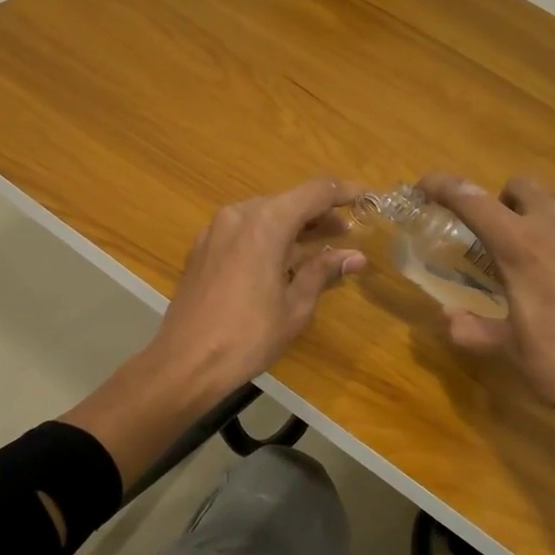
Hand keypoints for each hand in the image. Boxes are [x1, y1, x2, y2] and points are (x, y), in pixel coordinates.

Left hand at [151, 178, 367, 392]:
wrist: (186, 361)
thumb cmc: (248, 335)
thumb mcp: (295, 306)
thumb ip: (323, 272)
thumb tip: (355, 257)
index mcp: (266, 222)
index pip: (315, 192)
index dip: (344, 193)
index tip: (367, 199)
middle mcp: (238, 215)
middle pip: (287, 202)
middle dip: (318, 215)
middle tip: (347, 233)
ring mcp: (215, 231)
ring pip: (263, 217)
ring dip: (292, 228)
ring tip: (319, 248)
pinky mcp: (202, 250)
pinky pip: (243, 232)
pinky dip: (267, 239)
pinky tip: (281, 262)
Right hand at [418, 174, 554, 441]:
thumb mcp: (512, 354)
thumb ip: (472, 331)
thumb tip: (449, 317)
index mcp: (521, 248)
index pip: (472, 200)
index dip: (443, 186)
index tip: (425, 186)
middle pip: (522, 186)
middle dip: (501, 201)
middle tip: (498, 235)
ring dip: (541, 213)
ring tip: (542, 252)